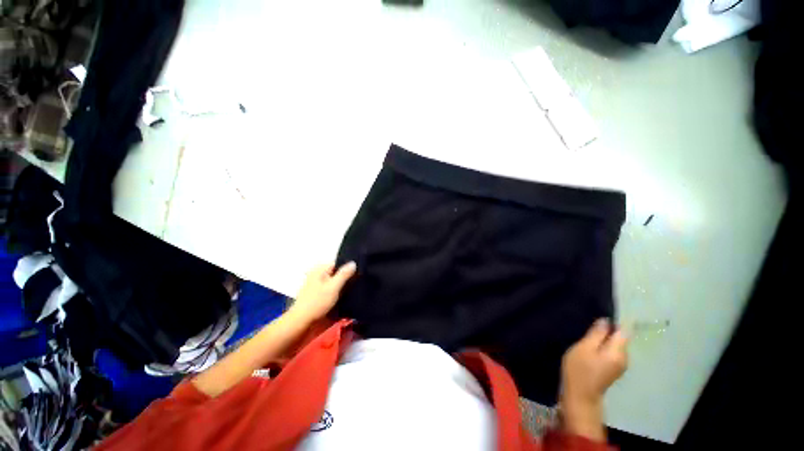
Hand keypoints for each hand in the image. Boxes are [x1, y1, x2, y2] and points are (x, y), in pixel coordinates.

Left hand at [288, 262, 356, 324]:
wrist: (302, 323)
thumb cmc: (317, 302)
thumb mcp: (333, 287)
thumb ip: (344, 274)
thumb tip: (353, 263)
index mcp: (320, 269)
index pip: (338, 263)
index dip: (349, 267)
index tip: (359, 273)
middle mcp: (318, 274)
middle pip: (337, 272)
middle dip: (346, 277)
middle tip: (358, 282)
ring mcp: (317, 285)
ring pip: (335, 281)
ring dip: (343, 285)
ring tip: (355, 289)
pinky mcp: (318, 295)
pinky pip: (332, 289)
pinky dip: (338, 292)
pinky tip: (346, 296)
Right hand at [560, 319, 627, 440]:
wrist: (580, 396)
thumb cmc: (580, 369)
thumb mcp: (584, 347)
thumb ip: (596, 334)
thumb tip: (606, 321)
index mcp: (618, 351)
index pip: (623, 330)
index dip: (613, 322)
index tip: (598, 316)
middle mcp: (624, 358)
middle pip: (620, 338)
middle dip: (606, 330)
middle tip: (587, 326)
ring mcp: (619, 365)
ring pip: (614, 345)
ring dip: (603, 339)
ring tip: (586, 335)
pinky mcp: (612, 370)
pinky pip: (610, 352)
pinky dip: (602, 347)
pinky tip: (589, 347)